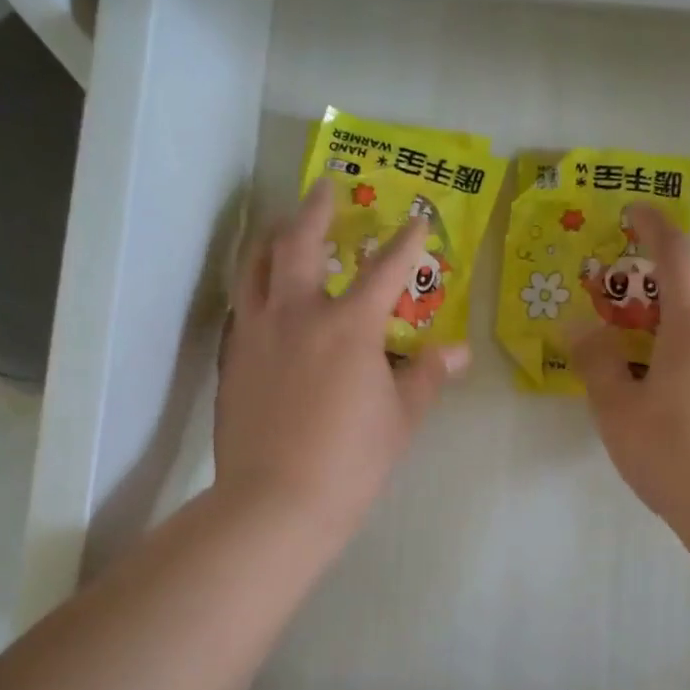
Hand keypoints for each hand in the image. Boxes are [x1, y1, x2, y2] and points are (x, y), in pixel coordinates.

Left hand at [215, 180, 468, 538]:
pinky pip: (242, 305)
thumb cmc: (351, 461)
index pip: (385, 269)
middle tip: (324, 187)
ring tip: (282, 226)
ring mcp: (256, 333)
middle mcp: (297, 315)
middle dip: (315, 209)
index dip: (406, 242)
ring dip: (273, 237)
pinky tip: (263, 293)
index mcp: (348, 326)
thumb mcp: (400, 418)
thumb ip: (425, 376)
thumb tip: (457, 352)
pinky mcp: (232, 358)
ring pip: (256, 266)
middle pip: (299, 243)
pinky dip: (256, 285)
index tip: (417, 219)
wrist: (276, 502)